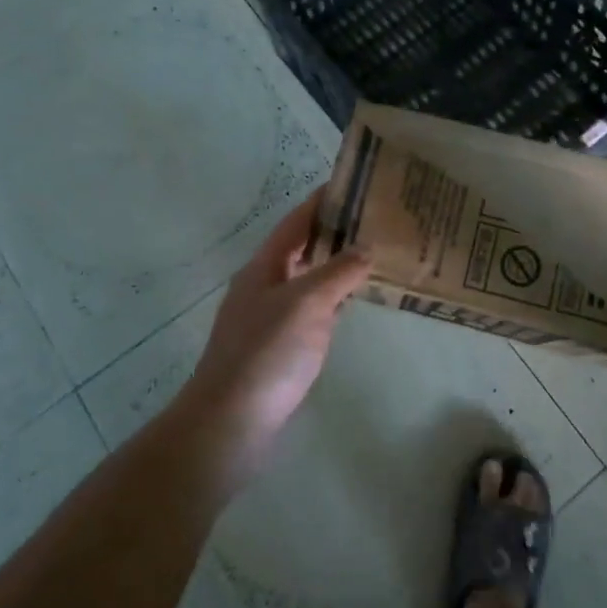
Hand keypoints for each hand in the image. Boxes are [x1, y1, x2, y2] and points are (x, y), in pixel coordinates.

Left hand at [181, 189, 370, 465]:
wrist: (230, 424)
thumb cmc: (267, 353)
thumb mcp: (307, 303)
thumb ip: (339, 272)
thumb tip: (367, 246)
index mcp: (264, 267)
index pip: (296, 222)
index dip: (323, 201)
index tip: (354, 183)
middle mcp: (265, 286)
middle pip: (302, 248)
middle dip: (335, 232)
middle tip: (377, 220)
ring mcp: (270, 319)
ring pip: (308, 280)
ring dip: (336, 266)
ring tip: (375, 254)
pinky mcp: (279, 348)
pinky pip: (312, 311)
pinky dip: (334, 300)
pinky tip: (354, 302)